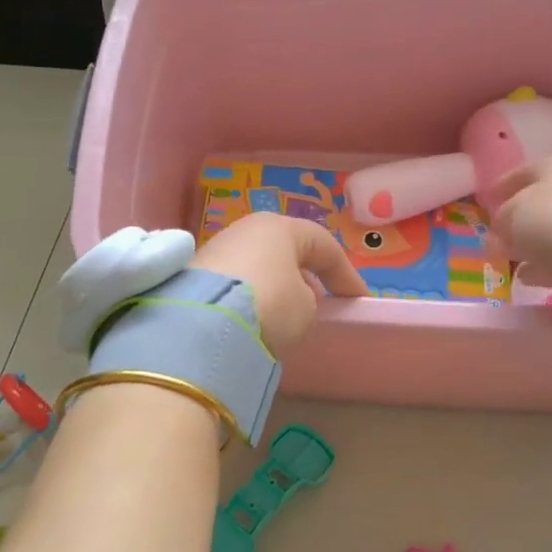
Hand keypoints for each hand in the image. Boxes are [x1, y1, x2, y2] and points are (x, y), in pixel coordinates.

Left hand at [191, 213, 368, 353]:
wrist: (203, 324)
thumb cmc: (270, 304)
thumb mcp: (306, 308)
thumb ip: (308, 299)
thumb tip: (293, 298)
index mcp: (280, 227)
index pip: (324, 245)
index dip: (346, 274)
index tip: (357, 300)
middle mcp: (246, 229)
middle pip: (286, 250)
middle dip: (306, 275)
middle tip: (321, 302)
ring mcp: (216, 249)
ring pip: (258, 265)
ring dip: (276, 286)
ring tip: (287, 315)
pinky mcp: (193, 274)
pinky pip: (236, 282)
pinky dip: (251, 296)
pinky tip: (255, 318)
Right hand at [490, 156, 551, 310]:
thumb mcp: (510, 215)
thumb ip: (501, 219)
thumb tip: (501, 228)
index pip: (522, 172)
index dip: (502, 186)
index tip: (486, 201)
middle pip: (539, 203)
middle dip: (517, 220)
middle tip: (496, 235)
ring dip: (531, 245)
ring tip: (509, 260)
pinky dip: (546, 265)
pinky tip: (529, 277)